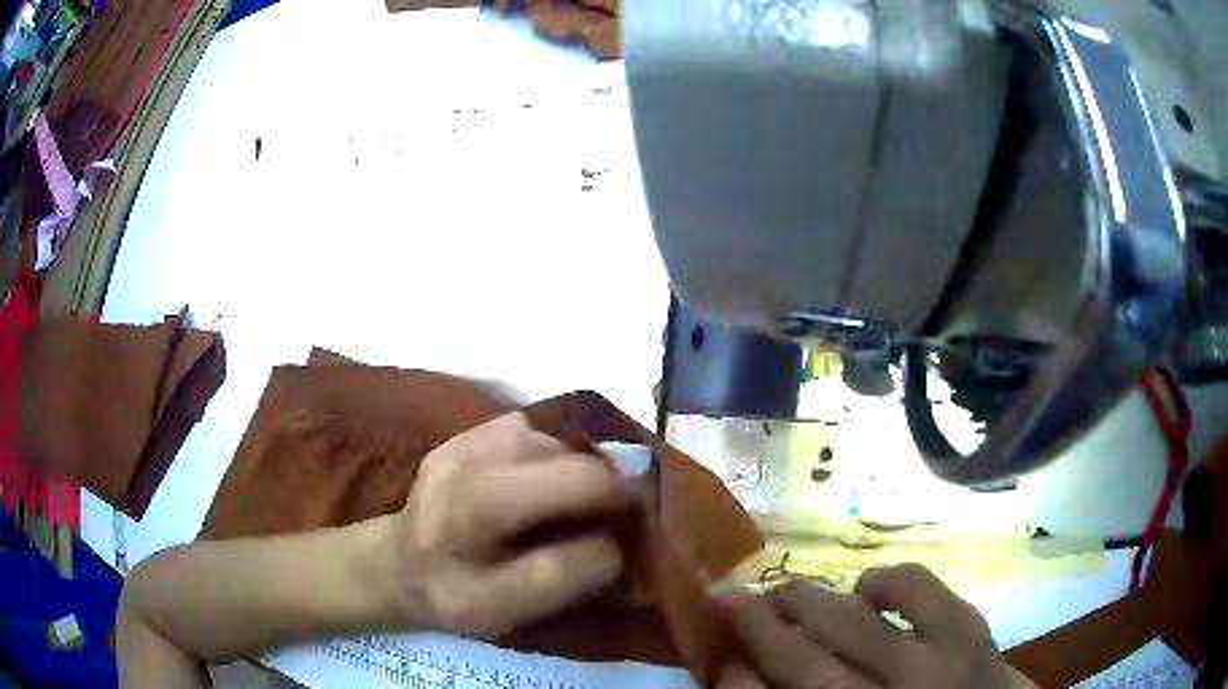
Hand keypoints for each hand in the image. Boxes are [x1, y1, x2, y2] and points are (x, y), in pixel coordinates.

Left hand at [381, 411, 631, 637]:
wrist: (396, 565)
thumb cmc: (464, 599)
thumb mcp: (514, 619)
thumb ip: (569, 583)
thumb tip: (622, 532)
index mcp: (469, 593)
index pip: (560, 568)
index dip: (608, 555)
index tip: (624, 547)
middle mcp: (451, 526)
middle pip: (557, 481)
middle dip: (608, 485)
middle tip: (627, 499)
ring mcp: (448, 469)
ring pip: (544, 444)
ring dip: (580, 462)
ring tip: (584, 485)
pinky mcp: (452, 440)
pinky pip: (525, 426)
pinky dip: (553, 444)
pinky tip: (549, 467)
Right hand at [719, 564, 1035, 688]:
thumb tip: (747, 672)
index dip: (735, 673)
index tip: (719, 647)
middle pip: (802, 659)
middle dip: (760, 623)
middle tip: (738, 601)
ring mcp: (929, 664)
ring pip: (848, 620)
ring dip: (811, 601)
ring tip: (793, 593)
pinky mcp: (968, 630)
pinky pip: (915, 587)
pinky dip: (885, 581)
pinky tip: (871, 590)